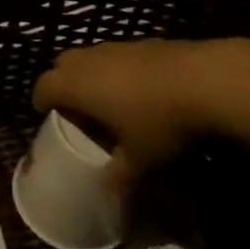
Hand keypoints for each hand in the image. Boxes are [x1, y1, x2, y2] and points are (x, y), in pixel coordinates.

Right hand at [32, 39, 227, 195]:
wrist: (206, 80)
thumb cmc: (159, 122)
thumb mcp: (139, 160)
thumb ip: (120, 180)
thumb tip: (112, 206)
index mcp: (75, 85)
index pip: (43, 88)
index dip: (42, 102)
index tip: (49, 116)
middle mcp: (88, 60)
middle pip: (62, 66)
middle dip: (65, 85)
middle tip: (79, 110)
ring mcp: (116, 46)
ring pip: (91, 58)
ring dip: (92, 75)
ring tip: (111, 101)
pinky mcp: (143, 41)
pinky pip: (118, 55)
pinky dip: (119, 70)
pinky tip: (143, 90)